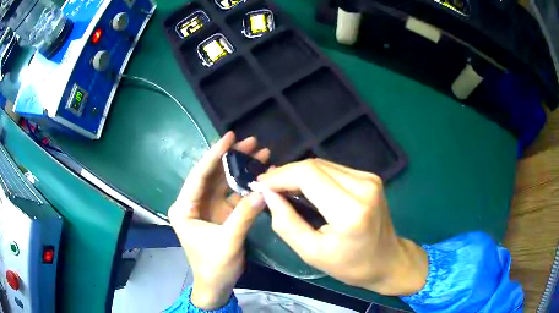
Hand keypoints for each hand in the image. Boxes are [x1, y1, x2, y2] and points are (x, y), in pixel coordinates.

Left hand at [168, 132, 268, 308]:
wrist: (216, 286)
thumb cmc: (214, 266)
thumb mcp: (228, 242)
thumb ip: (244, 216)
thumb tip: (263, 192)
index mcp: (185, 208)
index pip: (199, 175)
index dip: (215, 155)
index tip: (230, 136)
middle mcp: (193, 204)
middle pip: (213, 175)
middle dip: (231, 158)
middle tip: (252, 142)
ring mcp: (207, 209)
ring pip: (223, 183)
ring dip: (240, 170)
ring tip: (260, 154)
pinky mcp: (220, 215)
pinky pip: (232, 196)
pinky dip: (245, 186)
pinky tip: (259, 176)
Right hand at [258, 159, 427, 295]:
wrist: (388, 260)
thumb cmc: (350, 265)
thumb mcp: (311, 253)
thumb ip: (286, 223)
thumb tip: (268, 194)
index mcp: (351, 210)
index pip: (308, 175)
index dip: (280, 176)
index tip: (260, 184)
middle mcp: (363, 186)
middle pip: (315, 165)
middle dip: (286, 173)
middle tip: (268, 186)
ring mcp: (369, 178)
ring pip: (323, 164)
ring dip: (299, 174)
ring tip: (282, 187)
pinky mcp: (370, 177)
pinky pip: (334, 169)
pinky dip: (314, 176)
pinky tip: (304, 188)